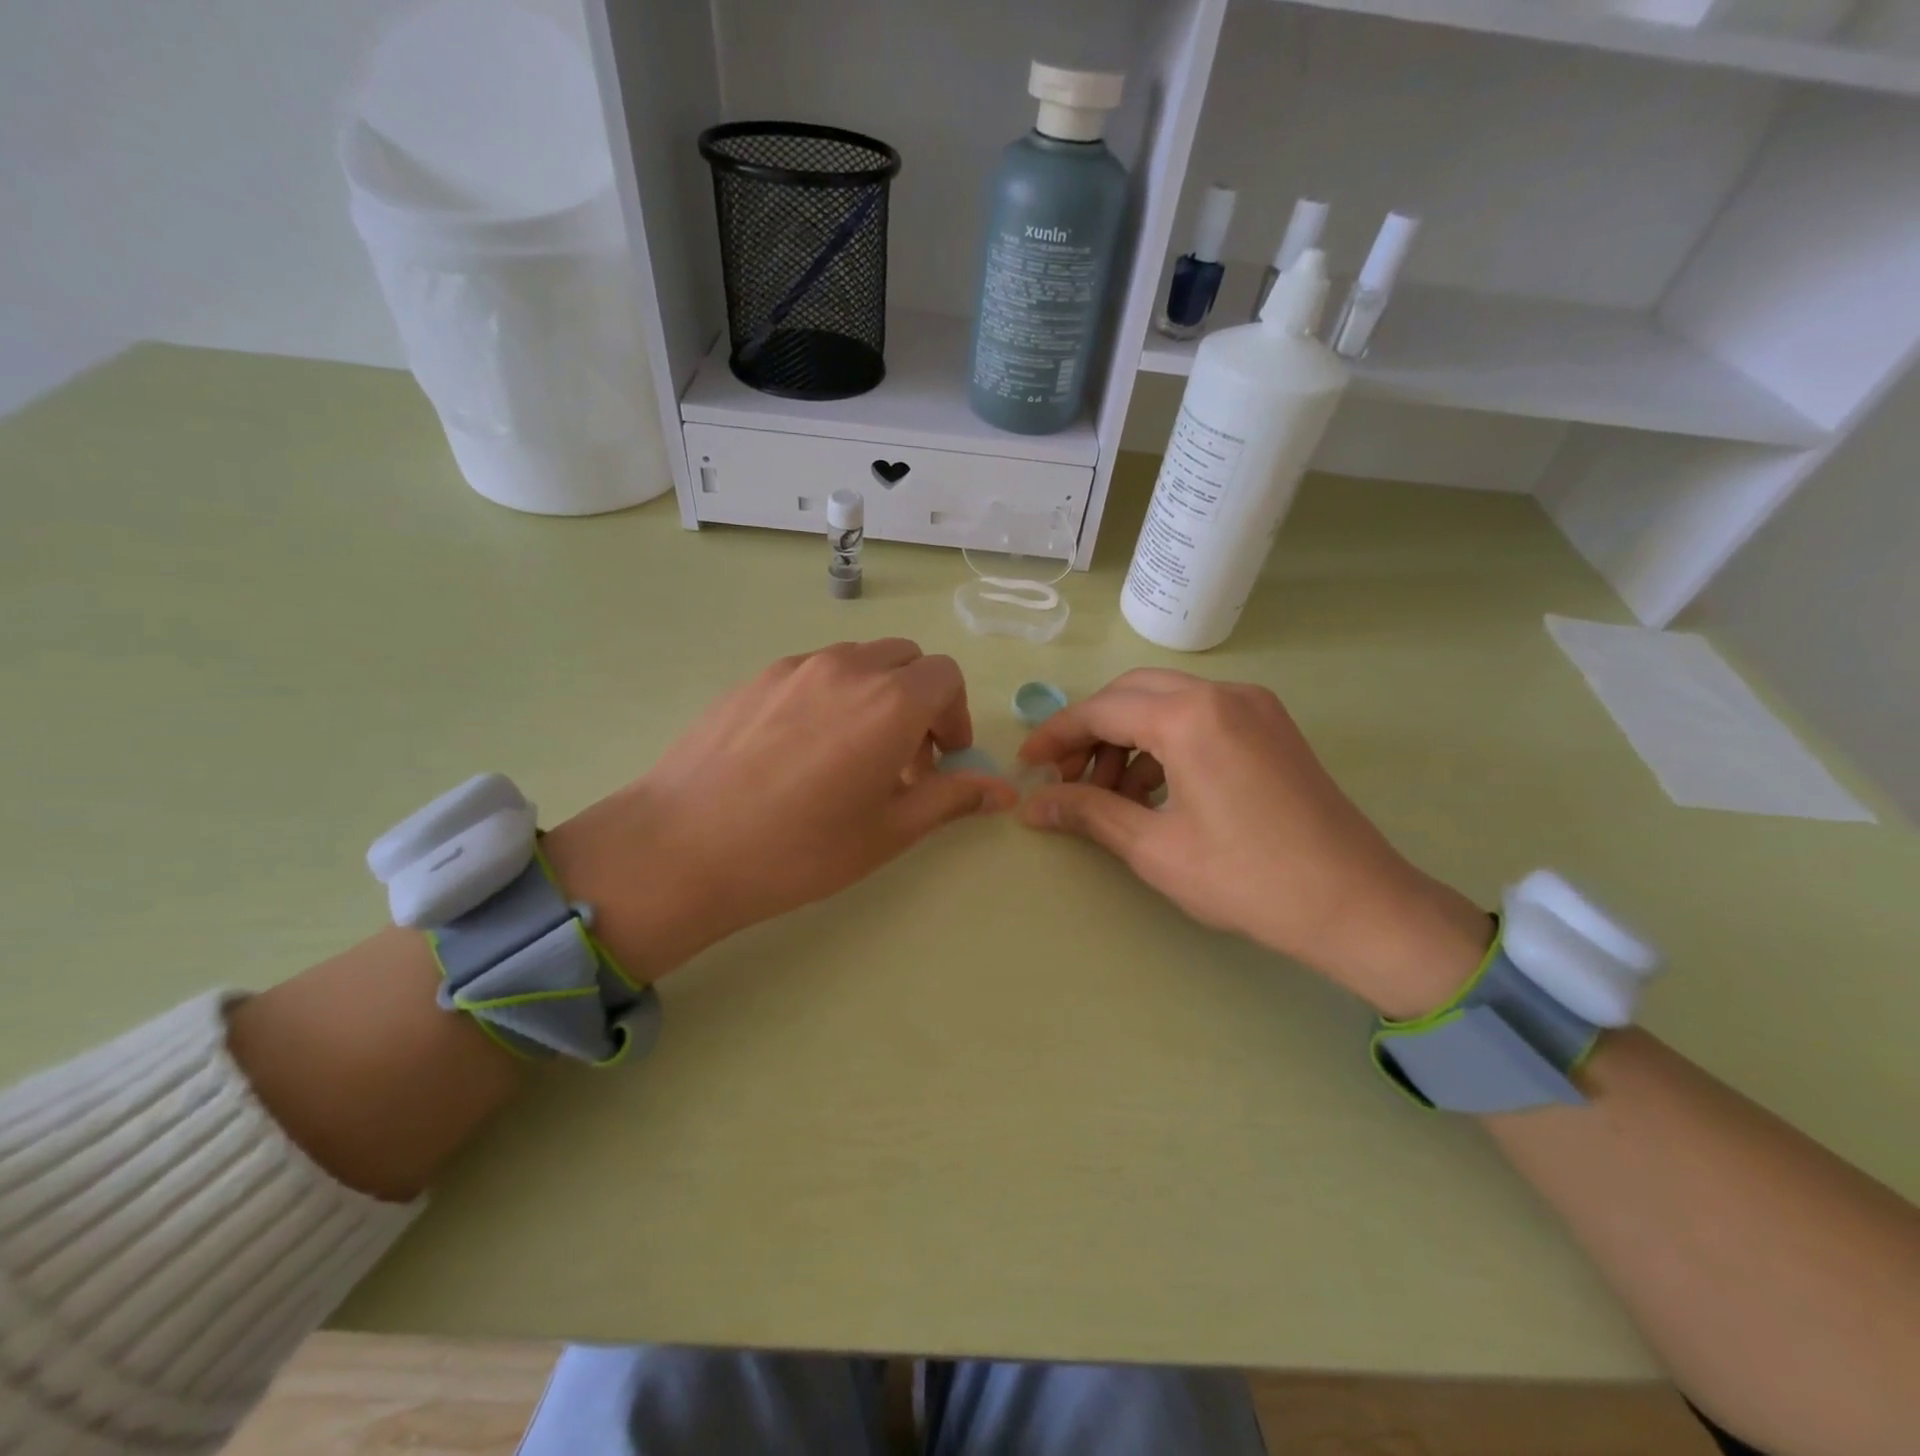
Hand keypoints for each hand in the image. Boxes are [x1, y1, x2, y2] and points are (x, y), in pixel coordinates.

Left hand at [545, 640, 1015, 979]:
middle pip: (905, 659)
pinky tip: (802, 750)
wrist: (684, 847)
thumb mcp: (889, 830)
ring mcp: (794, 667)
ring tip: (852, 753)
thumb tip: (1003, 791)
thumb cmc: (801, 848)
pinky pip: (812, 672)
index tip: (941, 760)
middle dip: (919, 700)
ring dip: (875, 694)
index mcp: (890, 701)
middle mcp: (847, 668)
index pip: (946, 676)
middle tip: (903, 757)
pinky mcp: (754, 678)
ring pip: (857, 661)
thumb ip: (951, 798)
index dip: (955, 716)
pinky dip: (830, 695)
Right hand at [1016, 669, 1489, 1017]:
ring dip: (1128, 738)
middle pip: (1131, 694)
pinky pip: (1199, 717)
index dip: (1056, 736)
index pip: (1101, 710)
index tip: (1027, 765)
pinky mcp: (1271, 725)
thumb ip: (1088, 813)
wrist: (1357, 904)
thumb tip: (1032, 805)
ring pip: (1166, 702)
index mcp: (1190, 717)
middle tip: (1067, 779)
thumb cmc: (1248, 879)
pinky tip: (1154, 791)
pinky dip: (1165, 743)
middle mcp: (1222, 694)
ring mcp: (1253, 705)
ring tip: (1110, 795)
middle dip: (1091, 732)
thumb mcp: (1155, 848)